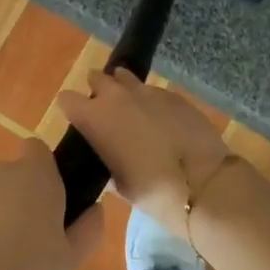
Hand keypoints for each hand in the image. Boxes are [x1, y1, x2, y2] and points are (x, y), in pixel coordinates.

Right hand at [56, 70, 237, 238]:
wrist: (202, 182)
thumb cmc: (151, 190)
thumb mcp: (118, 183)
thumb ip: (106, 161)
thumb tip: (108, 155)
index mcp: (94, 117)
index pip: (67, 99)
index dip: (71, 109)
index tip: (78, 122)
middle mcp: (116, 96)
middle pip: (97, 78)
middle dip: (97, 91)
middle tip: (105, 113)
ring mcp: (147, 91)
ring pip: (125, 79)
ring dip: (124, 90)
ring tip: (132, 110)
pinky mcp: (173, 95)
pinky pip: (153, 92)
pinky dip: (151, 102)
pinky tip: (160, 120)